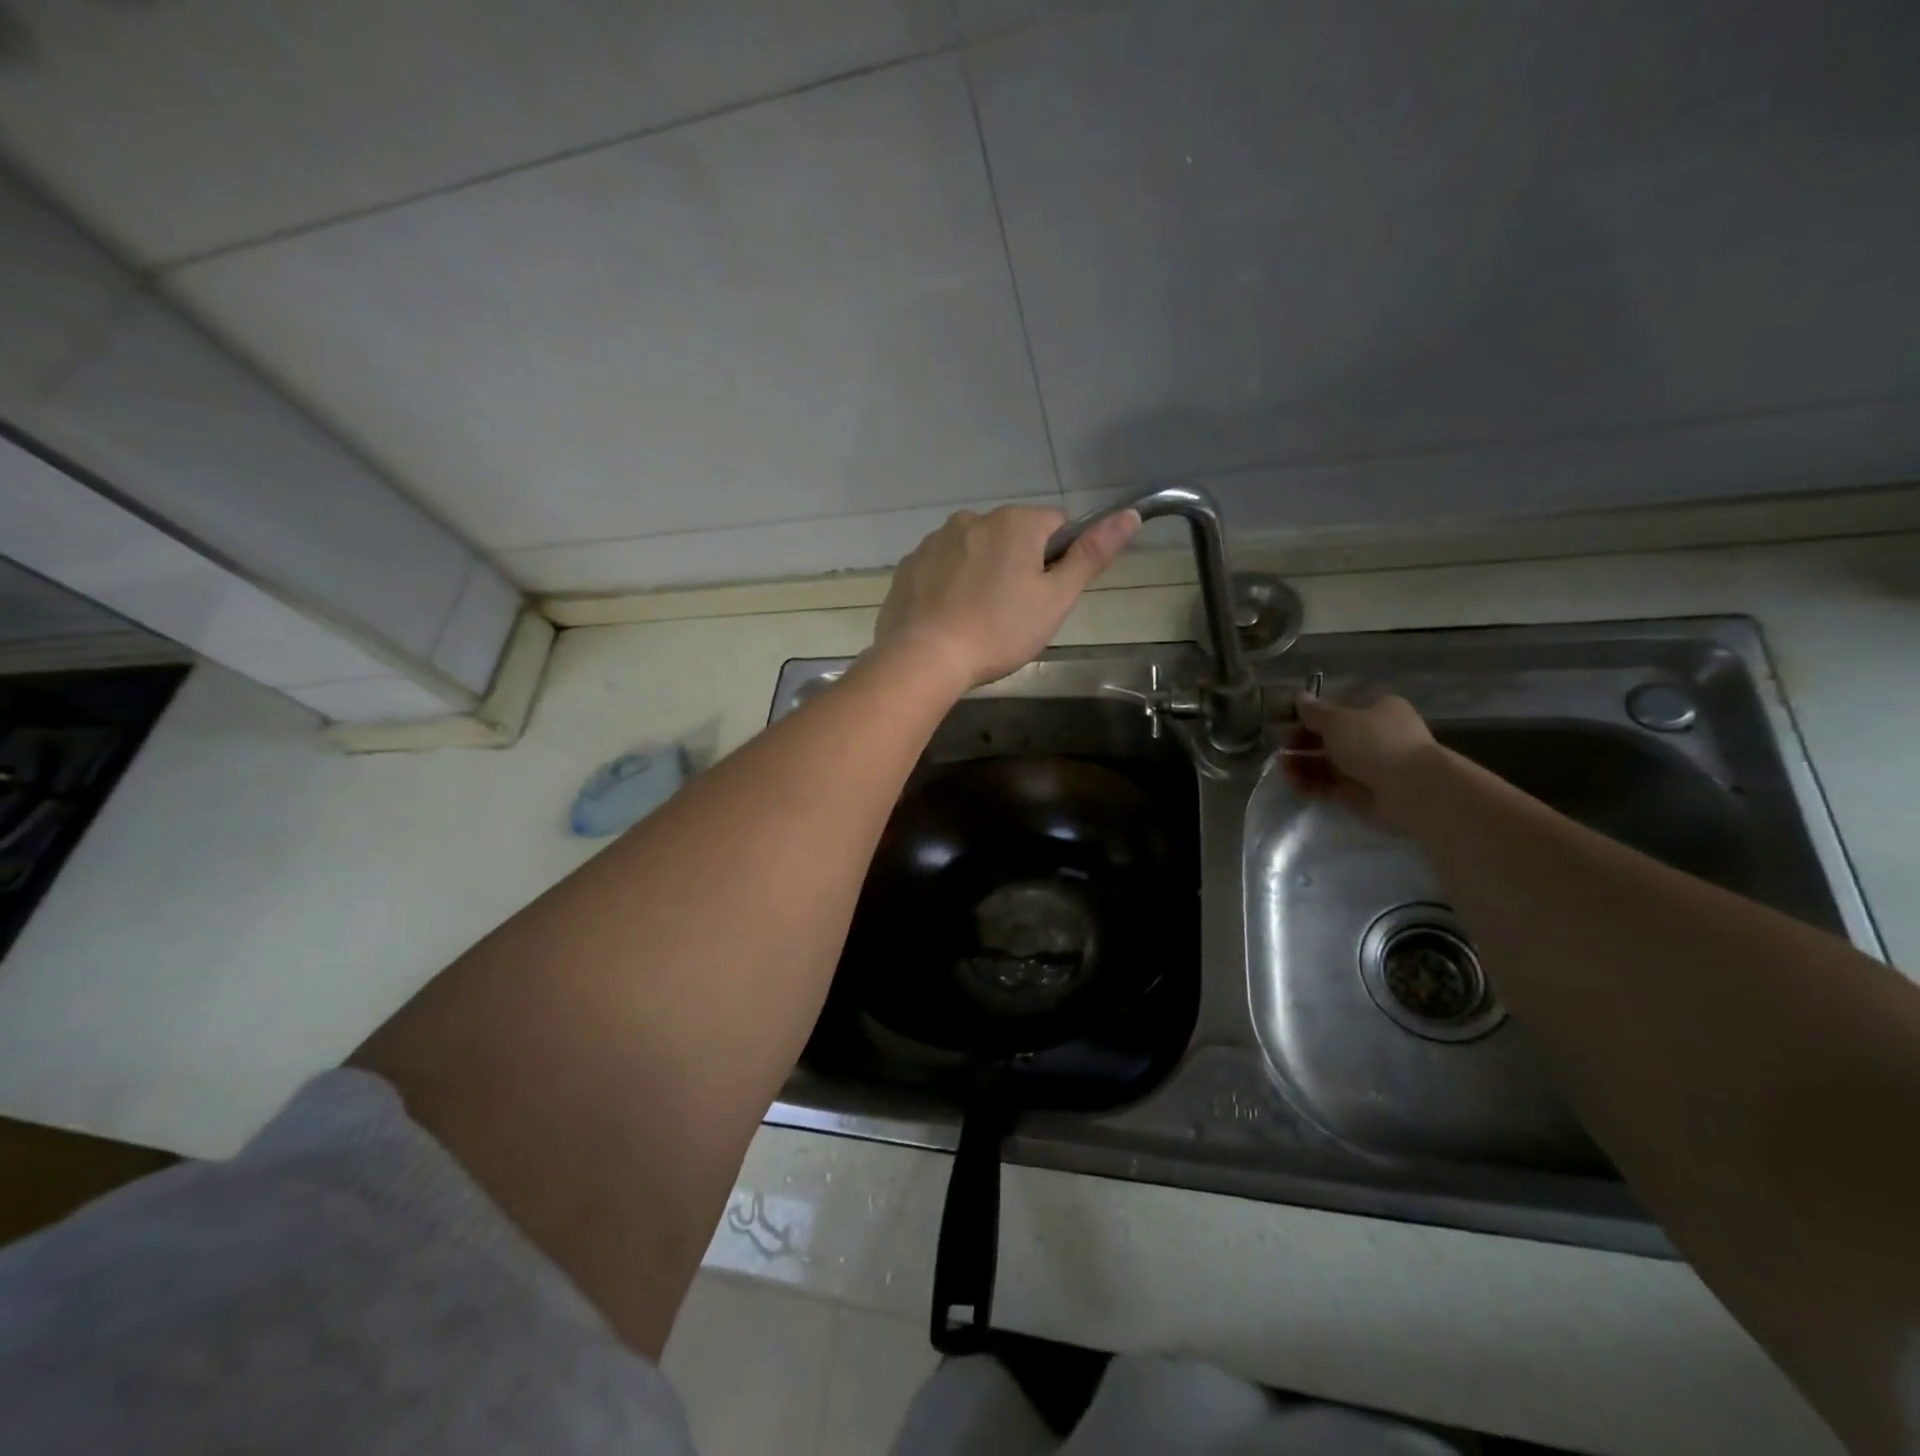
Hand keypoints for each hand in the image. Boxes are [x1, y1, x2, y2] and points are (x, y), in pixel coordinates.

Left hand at [874, 505, 1139, 689]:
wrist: (925, 657)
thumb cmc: (999, 630)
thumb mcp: (1055, 599)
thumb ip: (1091, 556)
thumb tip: (1129, 515)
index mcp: (1015, 522)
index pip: (1054, 526)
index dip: (1057, 561)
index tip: (1044, 597)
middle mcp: (973, 518)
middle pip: (1012, 537)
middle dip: (1017, 566)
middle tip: (1013, 614)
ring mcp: (935, 540)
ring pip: (975, 551)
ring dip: (982, 573)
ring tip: (978, 619)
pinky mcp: (910, 564)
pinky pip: (942, 567)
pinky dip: (949, 585)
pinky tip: (949, 618)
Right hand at [1287, 693, 1442, 830]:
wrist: (1411, 789)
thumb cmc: (1375, 742)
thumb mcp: (1338, 720)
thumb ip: (1315, 712)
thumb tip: (1300, 699)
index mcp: (1378, 710)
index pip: (1341, 709)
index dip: (1313, 715)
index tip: (1289, 722)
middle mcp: (1376, 736)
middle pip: (1332, 738)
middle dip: (1304, 743)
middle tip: (1281, 748)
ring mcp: (1370, 767)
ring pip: (1329, 764)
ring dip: (1303, 765)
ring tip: (1282, 768)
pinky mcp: (1362, 794)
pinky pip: (1331, 786)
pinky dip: (1312, 784)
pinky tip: (1293, 783)